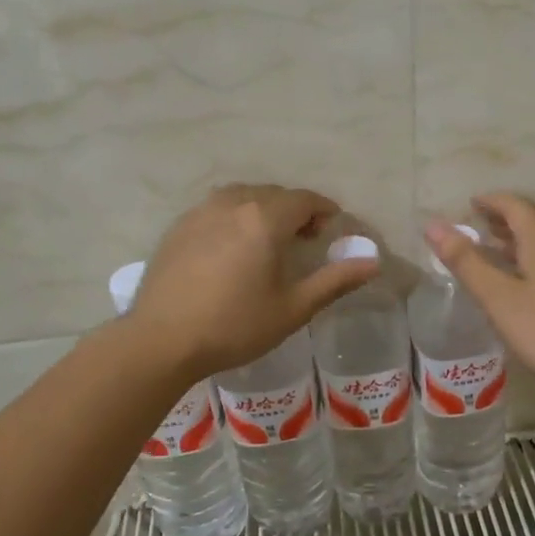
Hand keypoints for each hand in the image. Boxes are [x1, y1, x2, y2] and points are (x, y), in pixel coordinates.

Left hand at [130, 184, 378, 376]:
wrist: (160, 341)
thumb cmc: (234, 326)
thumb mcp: (293, 308)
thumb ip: (335, 281)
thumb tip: (374, 262)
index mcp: (264, 218)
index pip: (304, 199)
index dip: (324, 209)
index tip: (332, 228)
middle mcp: (232, 204)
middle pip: (274, 194)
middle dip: (296, 210)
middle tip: (306, 238)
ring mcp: (200, 212)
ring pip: (242, 197)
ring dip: (263, 209)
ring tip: (269, 240)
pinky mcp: (178, 227)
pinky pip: (216, 209)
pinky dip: (235, 217)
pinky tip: (232, 247)